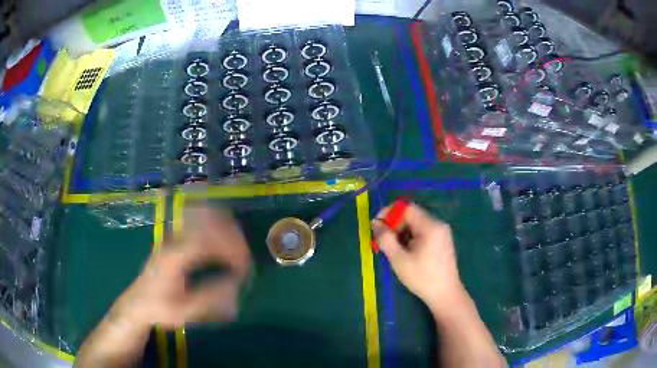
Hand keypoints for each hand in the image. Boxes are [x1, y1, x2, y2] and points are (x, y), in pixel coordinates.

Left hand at [111, 206, 251, 330]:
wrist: (137, 303)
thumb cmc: (159, 309)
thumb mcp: (183, 311)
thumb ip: (209, 298)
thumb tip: (236, 283)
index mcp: (174, 257)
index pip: (206, 240)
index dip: (229, 248)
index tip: (243, 265)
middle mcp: (173, 240)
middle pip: (206, 222)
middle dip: (231, 237)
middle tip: (244, 257)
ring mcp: (173, 237)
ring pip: (203, 218)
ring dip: (224, 229)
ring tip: (238, 248)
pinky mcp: (175, 239)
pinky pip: (199, 223)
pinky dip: (216, 227)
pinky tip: (224, 239)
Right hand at [372, 203, 464, 309]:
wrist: (445, 294)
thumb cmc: (421, 277)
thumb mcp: (399, 259)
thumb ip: (385, 239)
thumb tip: (375, 223)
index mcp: (430, 226)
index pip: (406, 208)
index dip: (389, 213)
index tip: (377, 226)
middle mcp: (438, 224)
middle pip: (412, 215)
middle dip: (394, 225)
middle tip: (382, 240)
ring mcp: (442, 232)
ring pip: (416, 224)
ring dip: (402, 232)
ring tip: (393, 249)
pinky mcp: (442, 240)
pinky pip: (423, 231)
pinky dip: (411, 237)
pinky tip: (406, 252)